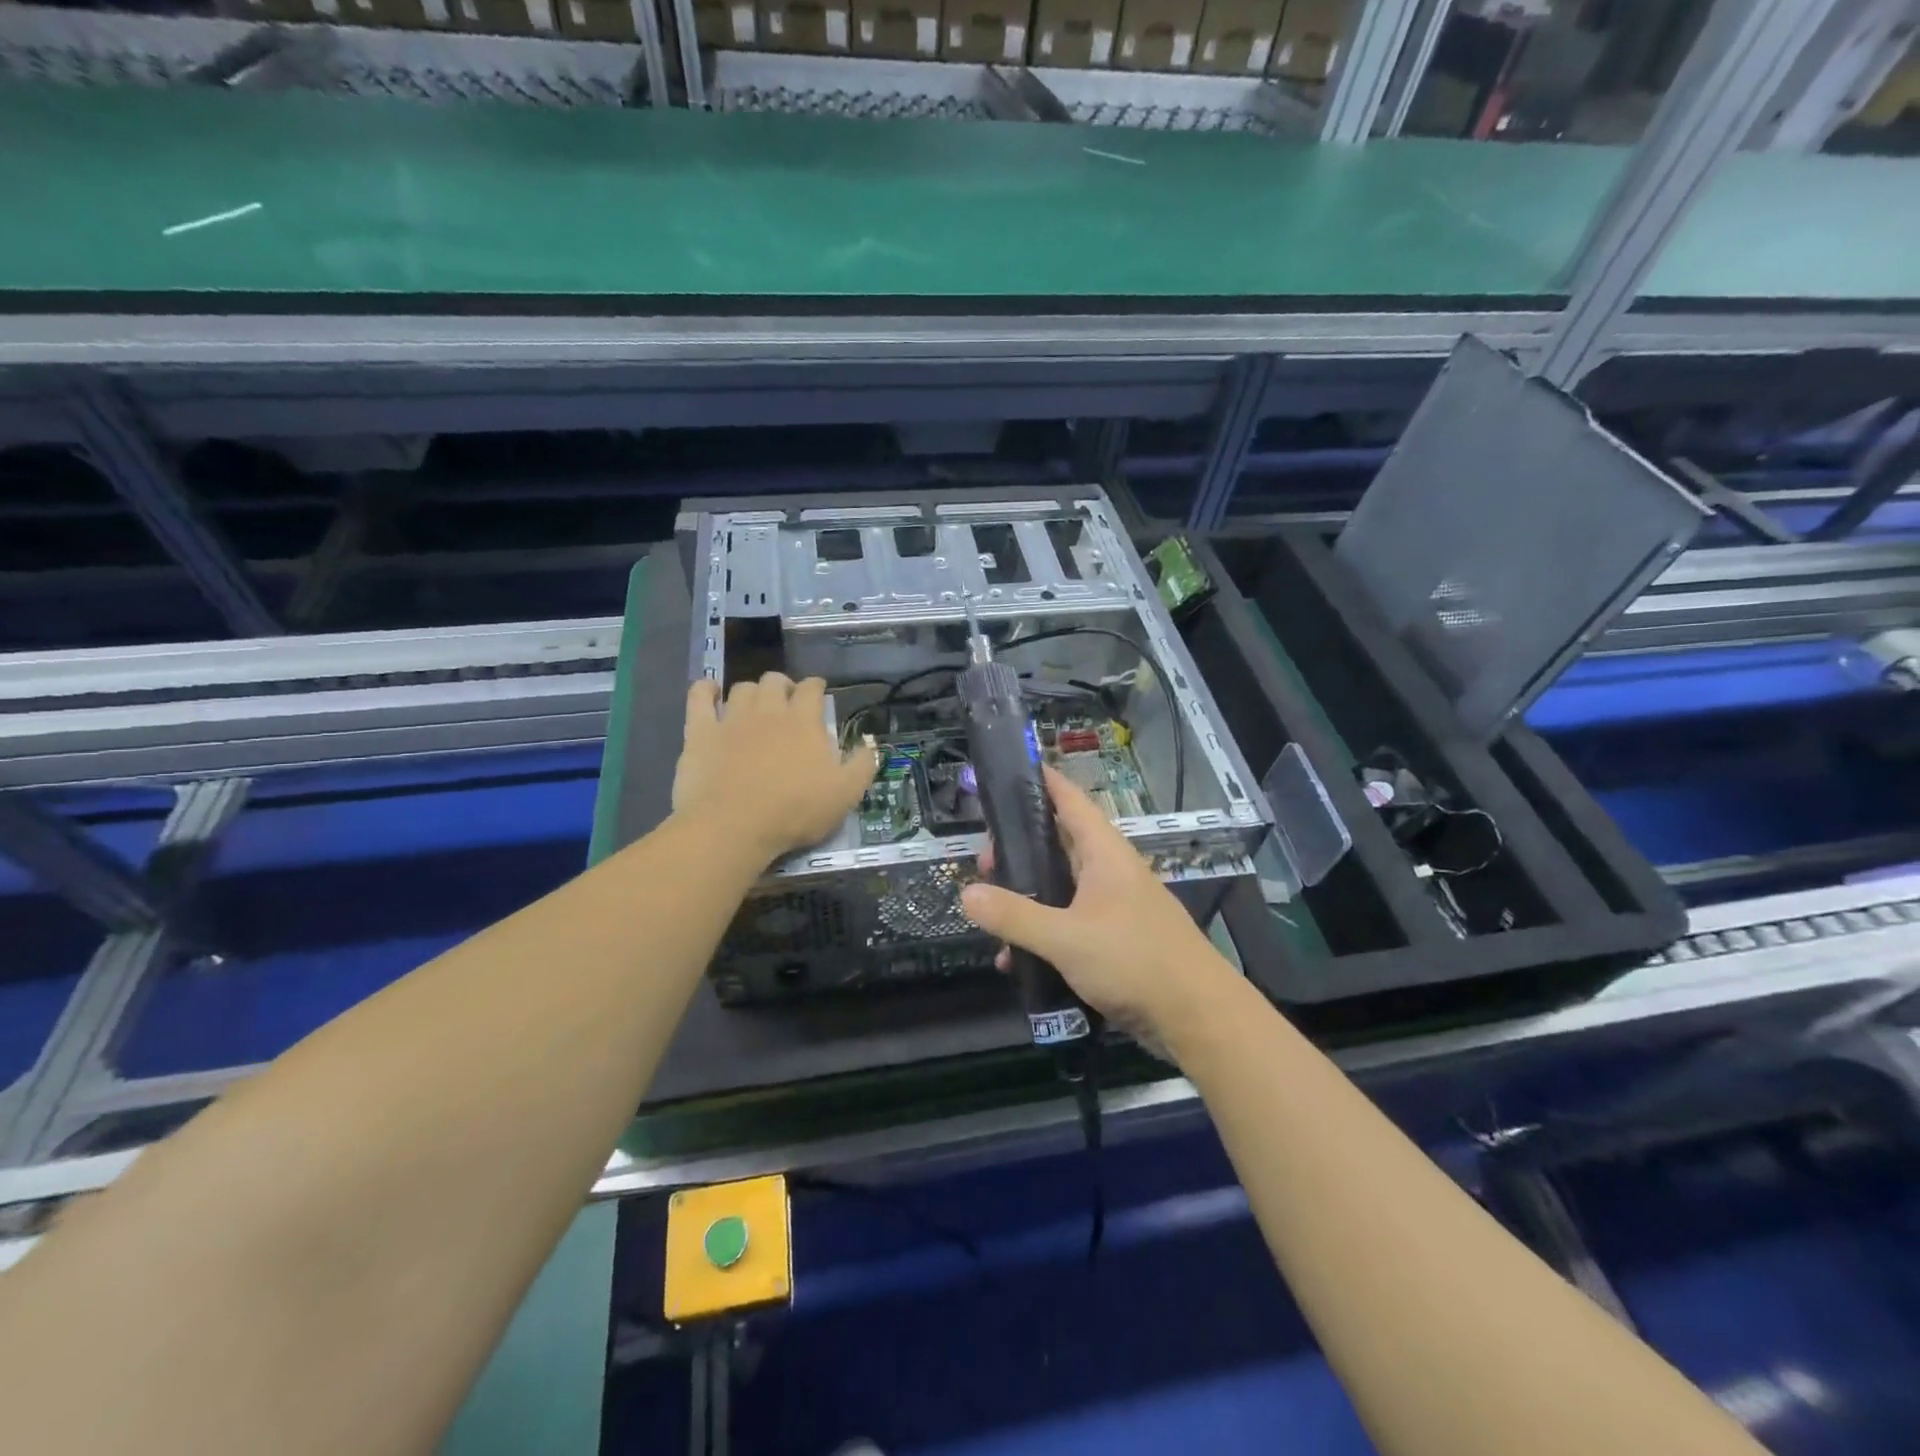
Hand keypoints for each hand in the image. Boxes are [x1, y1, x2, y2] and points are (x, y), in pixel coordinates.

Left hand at [673, 674, 877, 862]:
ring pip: (741, 688)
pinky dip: (705, 690)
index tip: (818, 694)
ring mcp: (731, 718)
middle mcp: (768, 710)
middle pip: (774, 681)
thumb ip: (862, 765)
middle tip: (786, 703)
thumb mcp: (845, 794)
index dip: (816, 687)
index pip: (812, 689)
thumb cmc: (794, 811)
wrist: (733, 827)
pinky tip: (709, 692)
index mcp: (803, 721)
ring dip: (751, 692)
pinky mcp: (699, 732)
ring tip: (754, 706)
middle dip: (783, 686)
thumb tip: (870, 743)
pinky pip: (699, 697)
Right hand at [960, 766, 1237, 1050]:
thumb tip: (966, 893)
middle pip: (1060, 843)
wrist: (1197, 1016)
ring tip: (991, 907)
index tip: (1010, 770)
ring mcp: (1115, 906)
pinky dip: (1043, 932)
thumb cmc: (1134, 960)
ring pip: (1062, 886)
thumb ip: (1015, 916)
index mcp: (1104, 854)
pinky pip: (1070, 923)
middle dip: (1020, 847)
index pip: (1070, 800)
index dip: (1042, 781)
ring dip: (1028, 893)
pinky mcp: (1116, 940)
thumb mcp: (1066, 937)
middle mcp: (1110, 872)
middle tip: (985, 859)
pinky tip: (1015, 959)